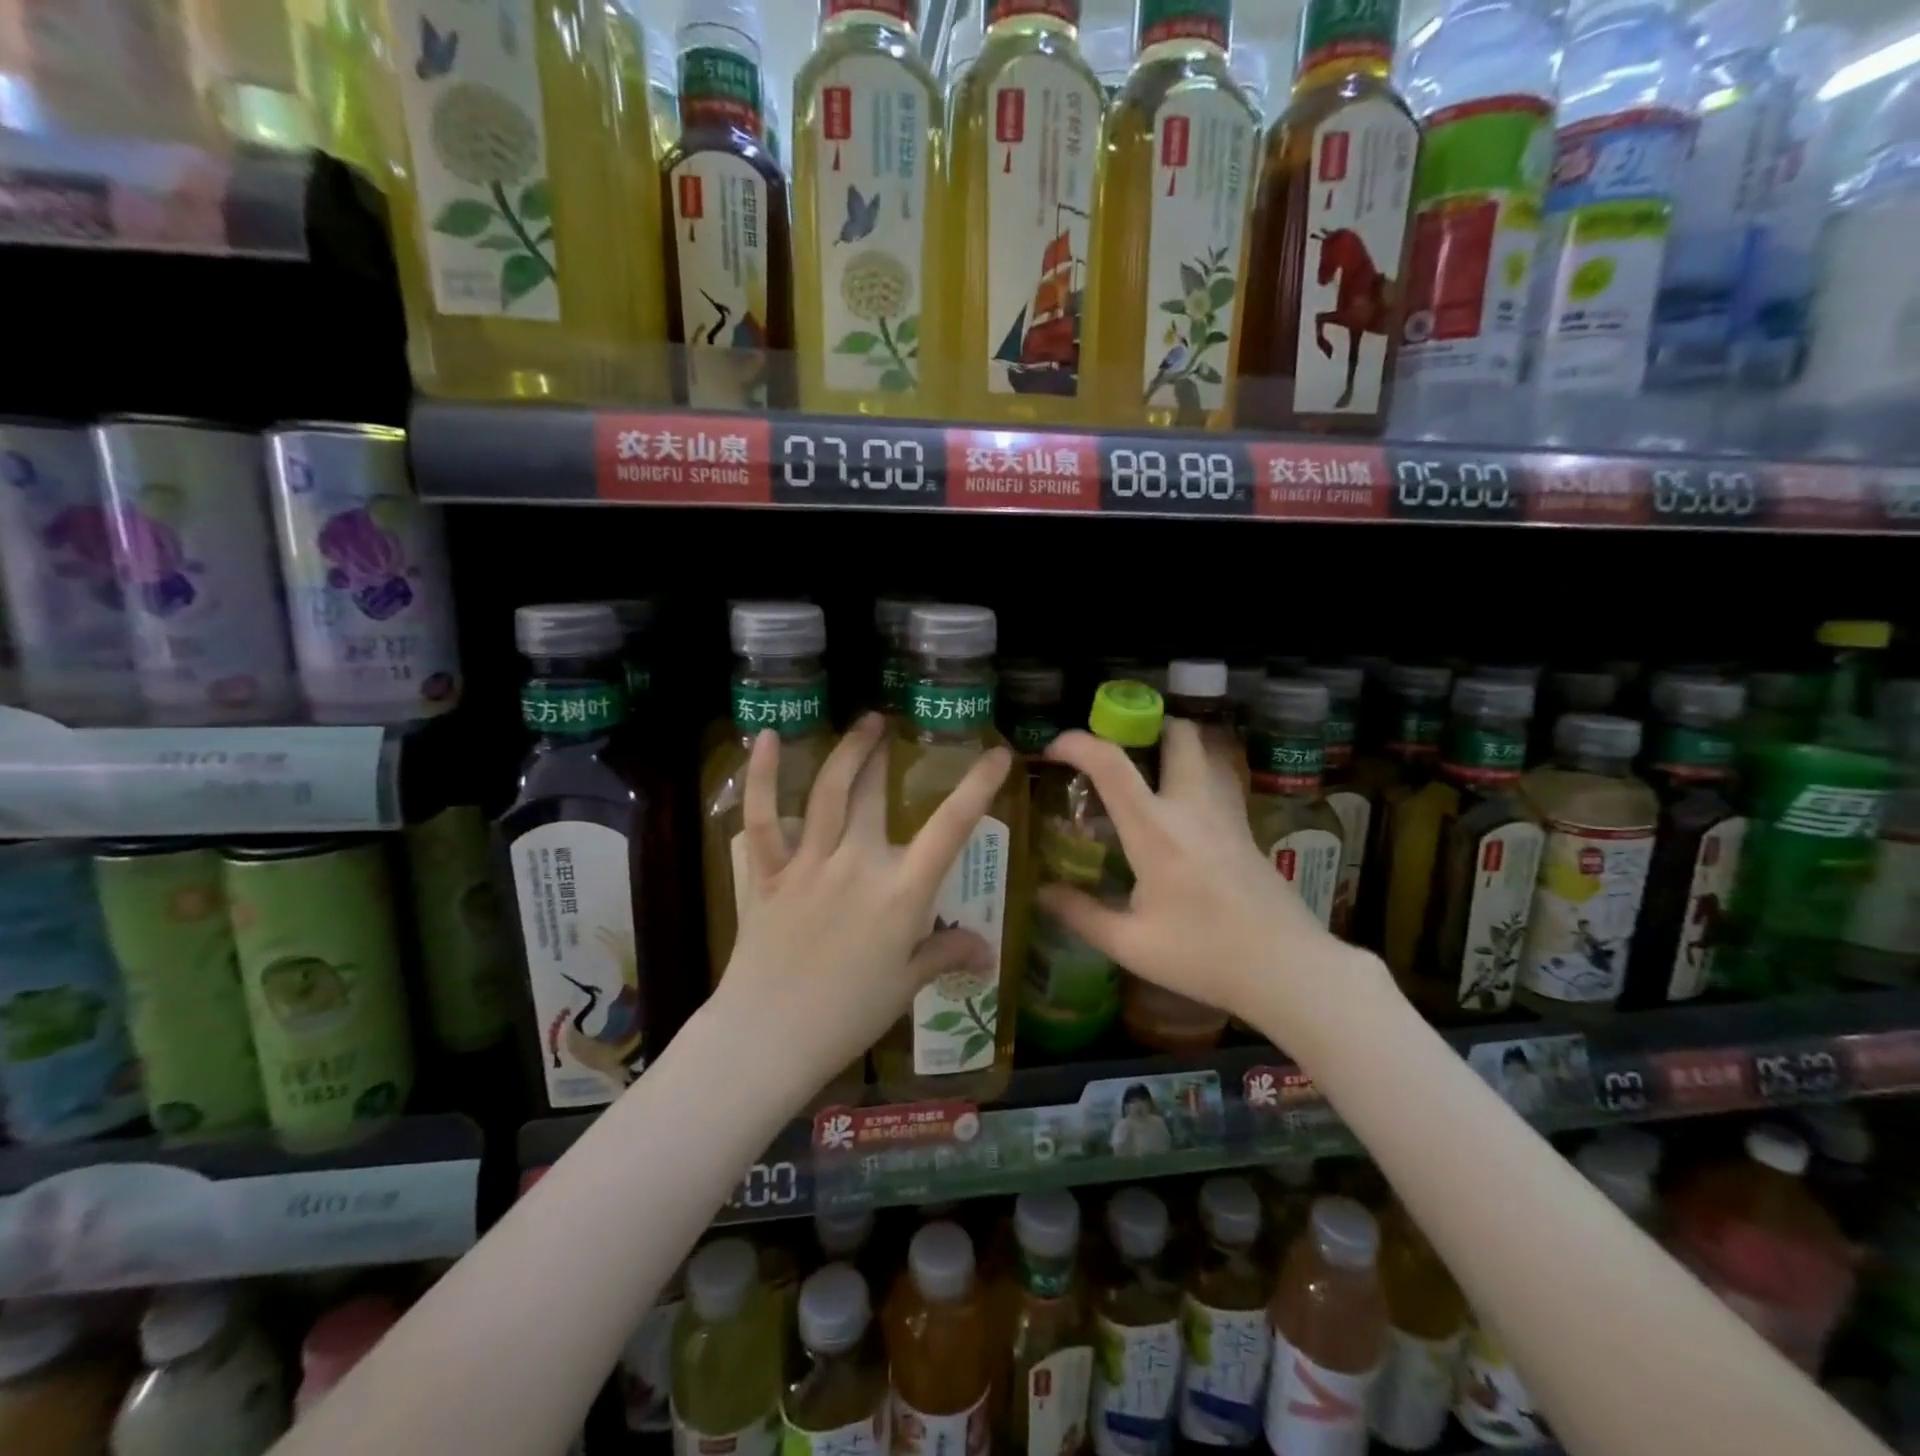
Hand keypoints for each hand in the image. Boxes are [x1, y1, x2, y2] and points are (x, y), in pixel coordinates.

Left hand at [717, 713, 1012, 1094]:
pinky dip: (763, 777)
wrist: (770, 1036)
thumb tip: (988, 952)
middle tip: (891, 725)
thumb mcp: (906, 984)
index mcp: (901, 892)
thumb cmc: (848, 1015)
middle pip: (874, 796)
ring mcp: (809, 864)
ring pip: (829, 793)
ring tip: (864, 722)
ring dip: (848, 752)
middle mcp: (858, 865)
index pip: (950, 828)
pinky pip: (763, 818)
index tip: (997, 754)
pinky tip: (770, 738)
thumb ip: (946, 954)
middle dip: (885, 755)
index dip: (977, 787)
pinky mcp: (768, 873)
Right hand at [1037, 719, 1376, 1045]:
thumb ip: (1080, 914)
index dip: (1077, 744)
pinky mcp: (1246, 828)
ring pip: (1204, 752)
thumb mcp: (1130, 944)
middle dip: (1145, 727)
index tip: (1054, 748)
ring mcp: (1226, 814)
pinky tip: (1178, 814)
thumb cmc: (1204, 956)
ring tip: (1145, 775)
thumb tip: (1041, 892)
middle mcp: (1192, 807)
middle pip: (1178, 733)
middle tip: (1117, 751)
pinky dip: (1193, 776)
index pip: (1112, 764)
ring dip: (1173, 748)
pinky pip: (1217, 781)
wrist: (1288, 969)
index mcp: (1155, 830)